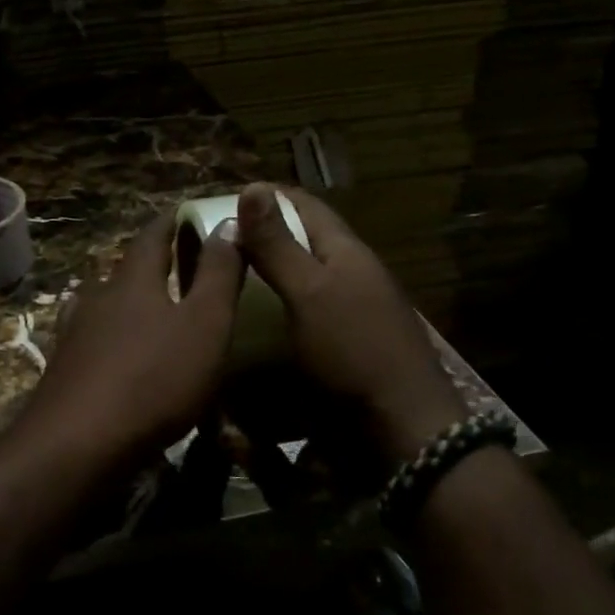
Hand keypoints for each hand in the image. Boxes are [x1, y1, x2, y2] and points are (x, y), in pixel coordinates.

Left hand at [19, 212, 244, 462]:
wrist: (78, 443)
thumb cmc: (153, 379)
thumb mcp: (204, 324)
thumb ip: (218, 274)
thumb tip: (226, 223)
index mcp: (133, 280)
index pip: (152, 235)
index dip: (172, 222)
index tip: (189, 214)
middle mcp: (98, 296)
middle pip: (127, 268)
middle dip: (153, 262)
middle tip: (181, 263)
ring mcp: (75, 332)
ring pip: (107, 303)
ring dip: (130, 299)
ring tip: (155, 307)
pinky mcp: (64, 367)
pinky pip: (95, 337)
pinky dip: (114, 334)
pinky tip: (120, 351)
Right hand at [234, 183, 465, 455]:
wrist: (402, 427)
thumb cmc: (353, 351)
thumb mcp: (309, 292)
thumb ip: (278, 245)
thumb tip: (252, 187)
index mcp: (346, 251)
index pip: (304, 204)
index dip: (266, 196)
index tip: (221, 200)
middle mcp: (351, 274)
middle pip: (302, 241)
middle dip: (261, 237)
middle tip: (212, 246)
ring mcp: (350, 311)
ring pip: (301, 279)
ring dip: (266, 276)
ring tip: (224, 282)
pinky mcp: (344, 345)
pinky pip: (301, 315)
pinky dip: (275, 311)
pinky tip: (250, 323)